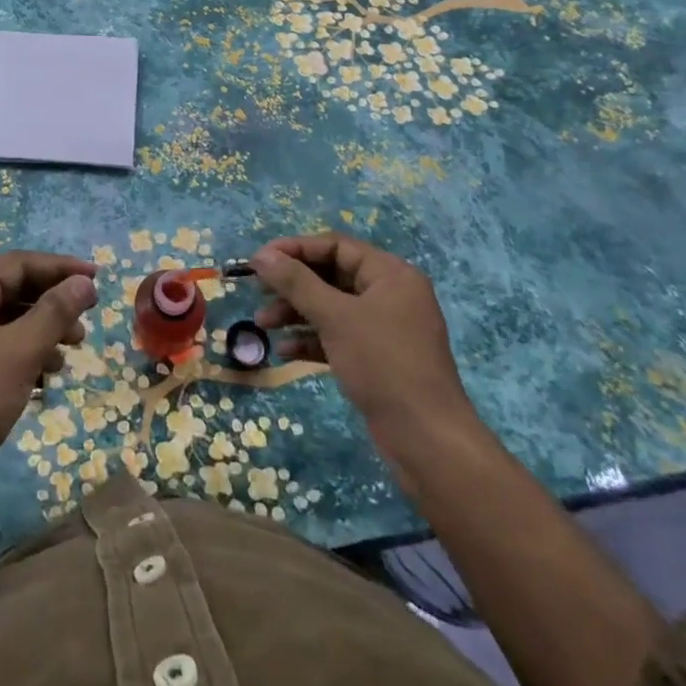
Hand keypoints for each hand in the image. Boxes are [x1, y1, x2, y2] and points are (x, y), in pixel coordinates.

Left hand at [0, 250, 97, 492]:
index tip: (97, 279)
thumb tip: (84, 282)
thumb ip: (54, 312)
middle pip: (13, 290)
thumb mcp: (20, 351)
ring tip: (70, 352)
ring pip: (7, 322)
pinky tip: (45, 378)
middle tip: (86, 323)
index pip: (18, 264)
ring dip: (42, 331)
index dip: (60, 268)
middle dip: (53, 304)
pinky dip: (25, 354)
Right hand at [251, 232, 475, 465]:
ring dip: (296, 313)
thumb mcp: (335, 317)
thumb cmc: (383, 364)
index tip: (260, 260)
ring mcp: (384, 328)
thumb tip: (261, 255)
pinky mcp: (377, 358)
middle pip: (331, 276)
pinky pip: (338, 336)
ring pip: (331, 308)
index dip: (295, 249)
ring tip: (263, 323)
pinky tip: (284, 351)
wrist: (427, 440)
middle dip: (292, 285)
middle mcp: (389, 294)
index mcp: (390, 274)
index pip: (335, 246)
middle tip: (258, 291)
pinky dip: (311, 339)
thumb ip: (296, 282)